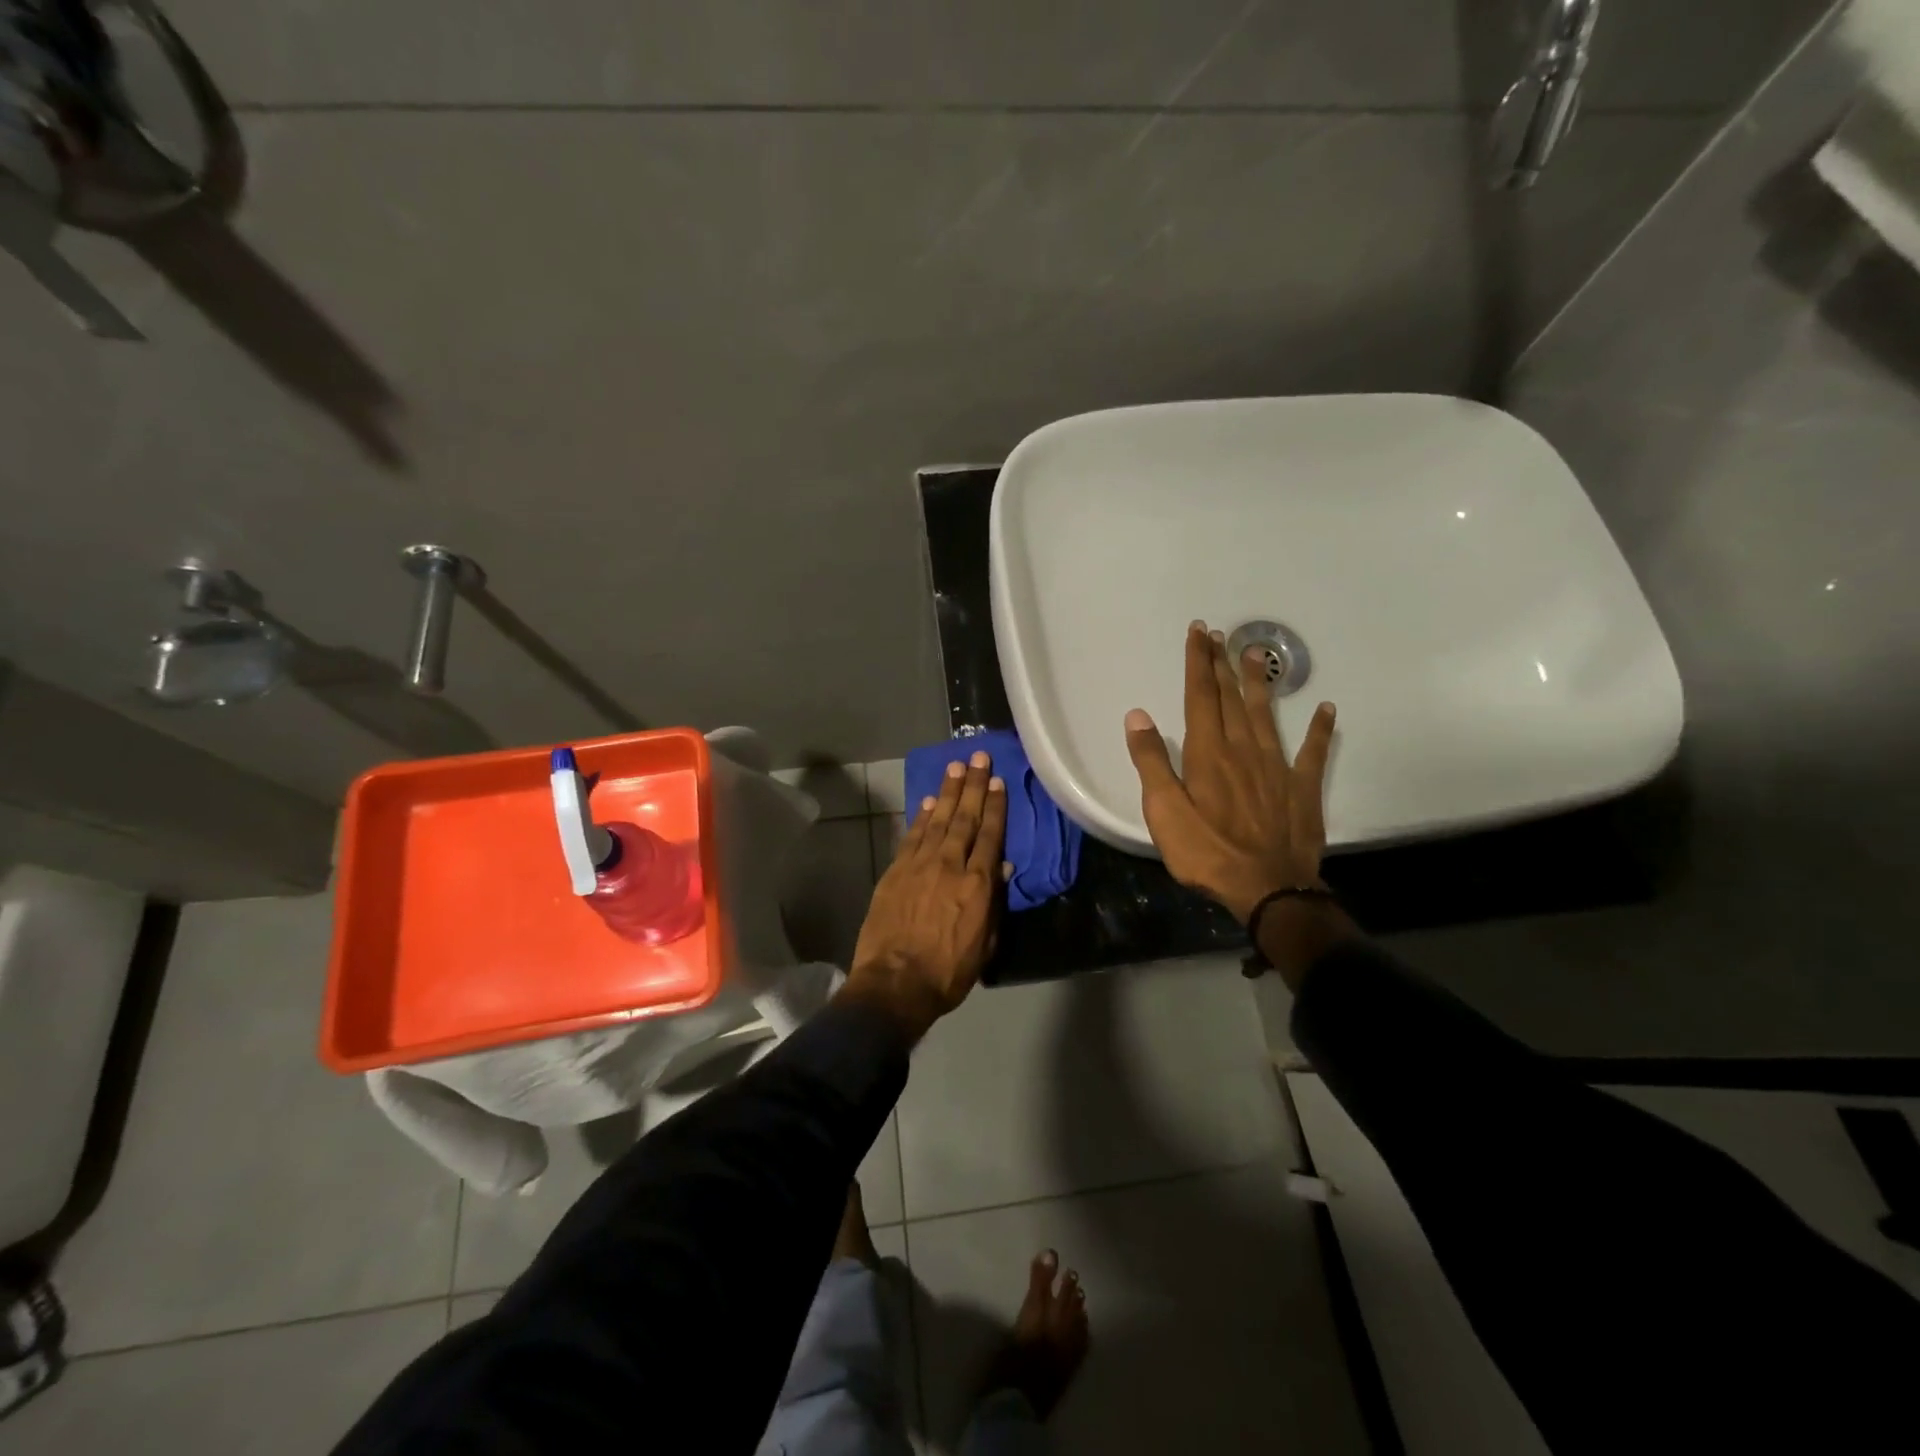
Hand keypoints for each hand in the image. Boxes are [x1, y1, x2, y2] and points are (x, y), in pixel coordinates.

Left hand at [844, 750, 1007, 1040]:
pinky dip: (921, 816)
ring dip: (947, 792)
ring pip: (937, 820)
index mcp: (978, 884)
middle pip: (964, 818)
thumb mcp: (984, 944)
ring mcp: (919, 865)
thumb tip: (999, 866)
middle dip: (972, 785)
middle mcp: (950, 865)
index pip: (990, 835)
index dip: (995, 806)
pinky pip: (912, 835)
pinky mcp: (895, 870)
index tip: (998, 782)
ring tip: (955, 767)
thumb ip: (992, 902)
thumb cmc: (947, 972)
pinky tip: (928, 800)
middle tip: (977, 757)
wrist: (895, 983)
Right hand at [1123, 621, 1336, 923]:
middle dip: (1221, 663)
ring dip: (1260, 683)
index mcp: (1208, 753)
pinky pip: (1313, 752)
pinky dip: (1321, 729)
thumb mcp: (1164, 811)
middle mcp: (1243, 749)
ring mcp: (1276, 767)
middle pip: (1231, 698)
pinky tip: (1327, 709)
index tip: (1198, 632)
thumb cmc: (1206, 852)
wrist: (1267, 888)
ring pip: (1267, 714)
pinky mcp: (1301, 788)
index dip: (1198, 662)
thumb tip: (1138, 715)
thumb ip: (1151, 761)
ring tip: (1258, 653)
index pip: (1200, 697)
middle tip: (1219, 634)